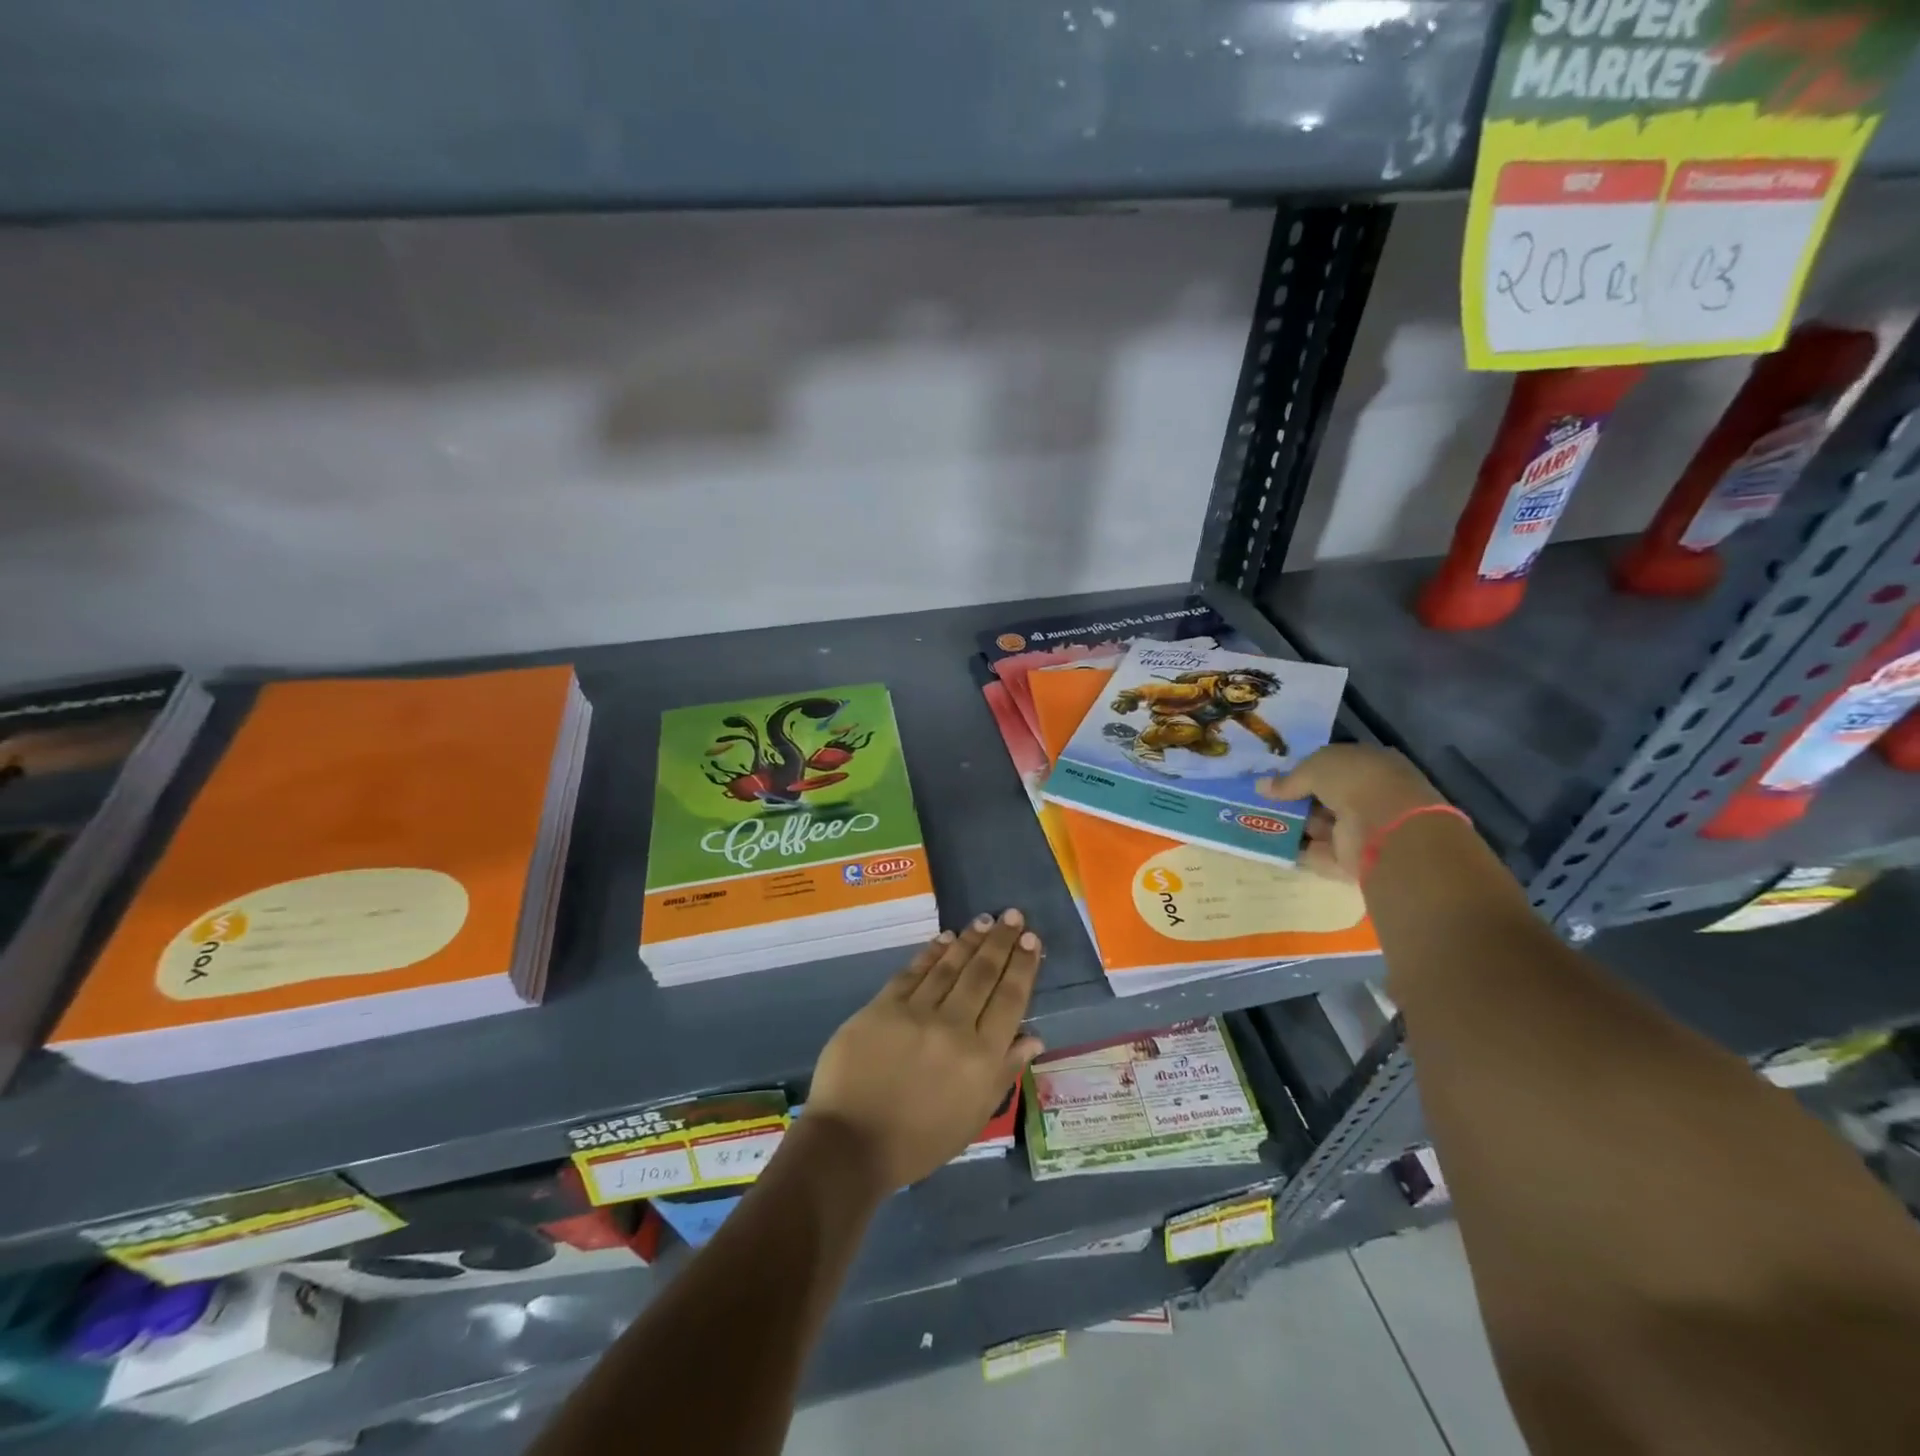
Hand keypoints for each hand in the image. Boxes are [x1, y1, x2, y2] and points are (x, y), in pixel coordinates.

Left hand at [807, 910, 1043, 1193]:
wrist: (851, 1144)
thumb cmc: (919, 1142)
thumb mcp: (974, 1117)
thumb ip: (1004, 1072)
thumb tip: (1033, 1036)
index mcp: (981, 1058)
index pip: (1010, 1000)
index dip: (1023, 967)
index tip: (1032, 940)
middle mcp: (953, 1027)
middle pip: (983, 974)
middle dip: (1001, 942)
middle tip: (1013, 916)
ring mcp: (916, 1013)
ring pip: (950, 966)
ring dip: (970, 940)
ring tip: (985, 920)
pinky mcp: (882, 1006)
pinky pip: (913, 972)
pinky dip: (931, 953)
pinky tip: (944, 938)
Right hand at [1269, 744, 1449, 881]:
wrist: (1384, 827)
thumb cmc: (1355, 782)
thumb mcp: (1316, 767)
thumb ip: (1289, 779)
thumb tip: (1261, 786)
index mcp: (1371, 766)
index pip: (1335, 767)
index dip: (1307, 771)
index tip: (1278, 778)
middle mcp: (1370, 796)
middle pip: (1326, 798)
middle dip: (1297, 800)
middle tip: (1264, 801)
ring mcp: (1362, 830)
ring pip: (1321, 825)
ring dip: (1294, 825)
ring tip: (1258, 821)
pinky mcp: (1352, 859)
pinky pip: (1318, 852)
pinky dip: (1298, 850)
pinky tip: (1271, 844)